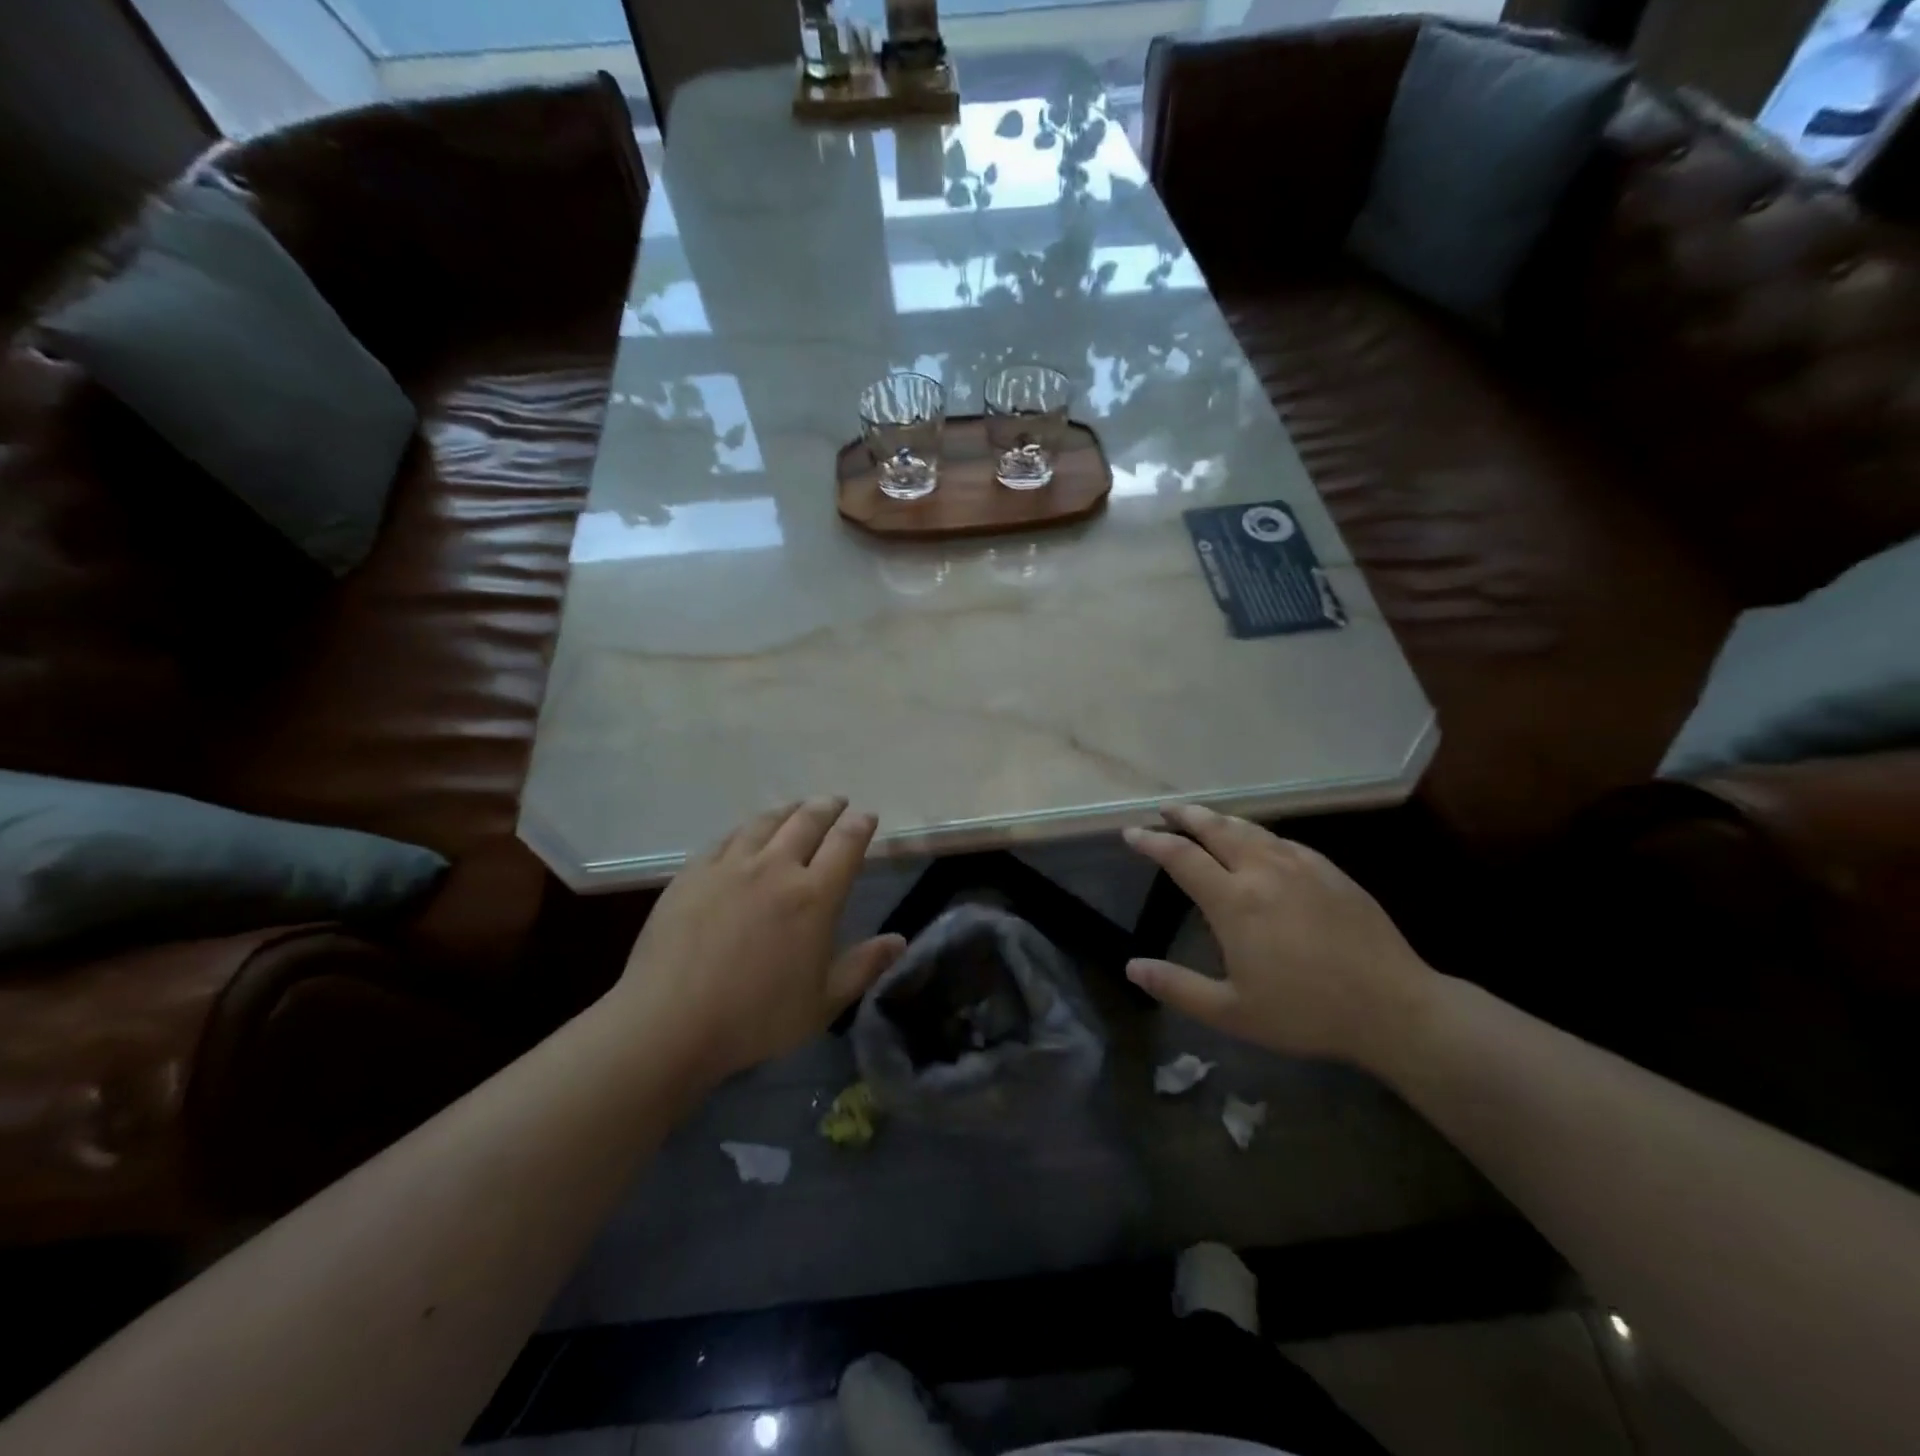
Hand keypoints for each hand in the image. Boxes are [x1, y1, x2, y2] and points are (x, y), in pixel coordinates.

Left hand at [615, 798, 904, 1084]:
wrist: (669, 1021)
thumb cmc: (756, 1018)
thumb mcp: (823, 1002)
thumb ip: (864, 966)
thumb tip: (900, 940)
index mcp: (814, 896)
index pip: (846, 843)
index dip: (860, 825)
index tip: (867, 817)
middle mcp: (776, 868)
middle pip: (807, 821)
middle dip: (827, 807)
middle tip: (836, 802)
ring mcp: (731, 866)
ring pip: (766, 822)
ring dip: (788, 810)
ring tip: (797, 807)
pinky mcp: (694, 872)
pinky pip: (728, 838)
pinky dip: (748, 828)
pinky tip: (747, 832)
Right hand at [1122, 804, 1434, 1066]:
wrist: (1393, 1007)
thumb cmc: (1306, 1013)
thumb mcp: (1232, 1012)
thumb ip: (1177, 987)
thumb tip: (1132, 967)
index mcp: (1234, 902)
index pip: (1181, 857)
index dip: (1153, 842)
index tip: (1132, 833)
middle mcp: (1262, 871)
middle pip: (1215, 828)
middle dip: (1186, 816)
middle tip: (1166, 810)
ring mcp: (1300, 865)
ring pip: (1250, 829)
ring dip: (1220, 819)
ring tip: (1203, 818)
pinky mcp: (1329, 870)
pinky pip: (1282, 840)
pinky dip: (1256, 834)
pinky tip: (1258, 842)